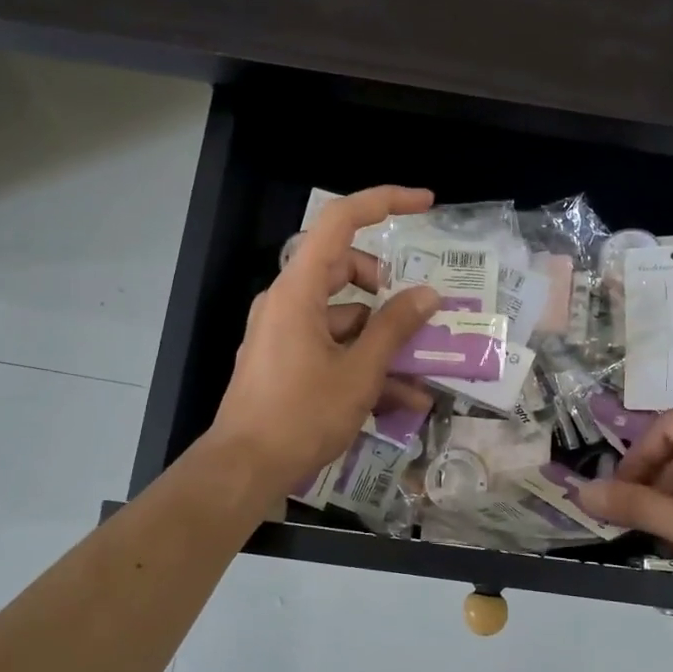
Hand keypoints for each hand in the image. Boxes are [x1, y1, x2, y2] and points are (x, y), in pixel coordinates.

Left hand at [210, 186, 439, 492]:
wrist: (245, 469)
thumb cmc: (301, 415)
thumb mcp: (359, 372)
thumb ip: (395, 328)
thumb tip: (427, 294)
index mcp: (298, 290)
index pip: (340, 222)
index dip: (384, 202)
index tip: (425, 204)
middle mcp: (288, 302)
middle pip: (346, 271)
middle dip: (389, 291)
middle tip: (423, 312)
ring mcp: (285, 332)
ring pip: (345, 317)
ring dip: (384, 341)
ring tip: (423, 375)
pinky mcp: (286, 361)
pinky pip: (333, 347)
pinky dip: (364, 364)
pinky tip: (401, 400)